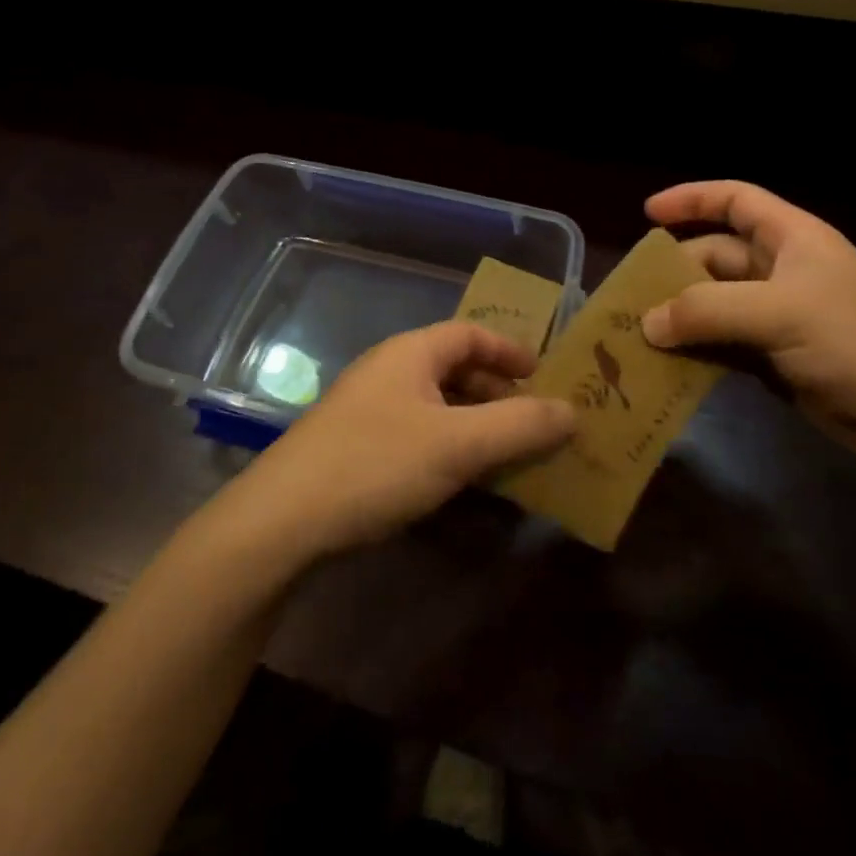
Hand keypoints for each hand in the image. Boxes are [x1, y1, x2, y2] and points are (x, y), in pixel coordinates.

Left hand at [226, 322, 574, 559]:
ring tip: (505, 454)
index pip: (470, 333)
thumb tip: (574, 411)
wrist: (282, 521)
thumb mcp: (459, 444)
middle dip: (496, 391)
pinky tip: (460, 480)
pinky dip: (447, 447)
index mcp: (411, 353)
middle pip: (454, 368)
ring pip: (435, 405)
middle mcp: (388, 371)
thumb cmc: (377, 464)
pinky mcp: (355, 446)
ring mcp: (367, 409)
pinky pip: (416, 433)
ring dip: (474, 424)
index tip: (541, 375)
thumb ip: (520, 425)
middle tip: (531, 421)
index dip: (509, 349)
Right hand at [641, 181, 855, 454]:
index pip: (735, 200)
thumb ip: (708, 312)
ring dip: (679, 317)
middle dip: (674, 273)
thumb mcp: (780, 313)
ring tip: (635, 334)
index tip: (648, 213)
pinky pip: (722, 344)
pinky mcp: (775, 357)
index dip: (692, 199)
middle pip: (715, 257)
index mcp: (791, 239)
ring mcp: (778, 316)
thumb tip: (647, 323)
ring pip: (714, 305)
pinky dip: (695, 352)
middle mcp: (781, 270)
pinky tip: (665, 365)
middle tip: (629, 296)